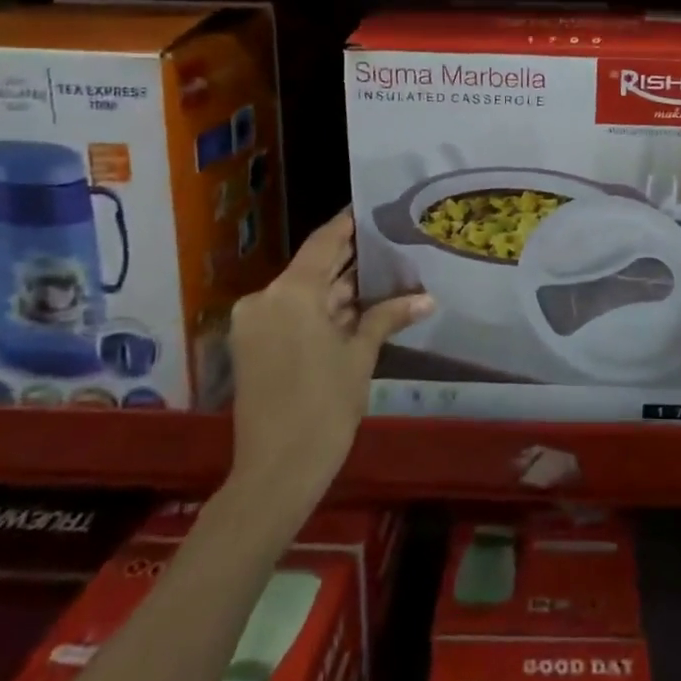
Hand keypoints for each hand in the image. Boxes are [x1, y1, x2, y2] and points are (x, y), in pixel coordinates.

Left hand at [226, 209, 431, 498]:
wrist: (275, 472)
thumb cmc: (323, 407)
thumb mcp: (360, 356)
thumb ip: (387, 316)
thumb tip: (427, 298)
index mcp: (290, 292)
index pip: (325, 241)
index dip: (350, 224)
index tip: (375, 207)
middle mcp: (266, 298)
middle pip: (314, 266)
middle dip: (351, 259)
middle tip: (391, 243)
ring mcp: (256, 323)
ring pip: (304, 292)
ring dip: (339, 288)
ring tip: (384, 273)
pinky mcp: (254, 345)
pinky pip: (292, 313)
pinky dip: (322, 310)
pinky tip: (358, 306)